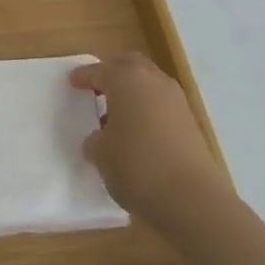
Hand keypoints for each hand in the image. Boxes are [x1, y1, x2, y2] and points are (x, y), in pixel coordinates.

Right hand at [71, 53, 231, 233]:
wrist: (192, 199)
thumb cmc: (137, 166)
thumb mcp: (102, 155)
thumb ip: (96, 141)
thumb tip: (99, 139)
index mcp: (125, 79)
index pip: (99, 70)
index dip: (83, 76)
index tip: (72, 82)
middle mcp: (152, 80)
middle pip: (129, 65)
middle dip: (113, 73)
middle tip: (98, 89)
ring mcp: (176, 100)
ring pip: (149, 83)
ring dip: (133, 92)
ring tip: (118, 116)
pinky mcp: (191, 122)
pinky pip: (162, 105)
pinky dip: (149, 110)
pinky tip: (139, 133)